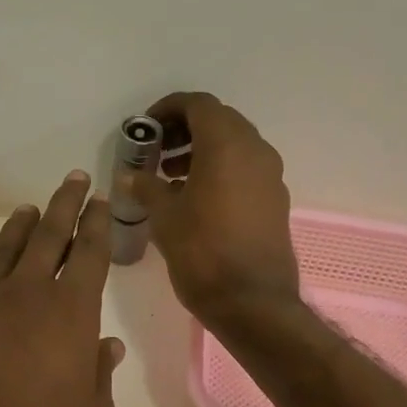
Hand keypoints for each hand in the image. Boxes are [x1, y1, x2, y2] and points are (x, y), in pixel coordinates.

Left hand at [0, 171, 123, 406]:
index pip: (90, 253)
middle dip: (63, 205)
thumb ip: (100, 375)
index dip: (97, 223)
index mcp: (70, 314)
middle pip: (47, 236)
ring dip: (17, 230)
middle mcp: (22, 296)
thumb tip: (105, 345)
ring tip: (26, 212)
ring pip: (0, 255)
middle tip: (72, 179)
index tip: (99, 200)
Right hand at [131, 92, 299, 326]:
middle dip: (185, 129)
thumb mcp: (165, 217)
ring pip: (235, 145)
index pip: (198, 104)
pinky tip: (195, 197)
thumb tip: (130, 176)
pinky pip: (246, 168)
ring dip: (202, 149)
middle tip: (157, 150)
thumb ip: (146, 187)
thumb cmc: (203, 253)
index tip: (147, 128)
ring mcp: (270, 176)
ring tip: (170, 175)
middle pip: (219, 120)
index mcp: (226, 145)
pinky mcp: (276, 200)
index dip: (169, 108)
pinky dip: (220, 169)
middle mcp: (255, 151)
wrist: (253, 302)